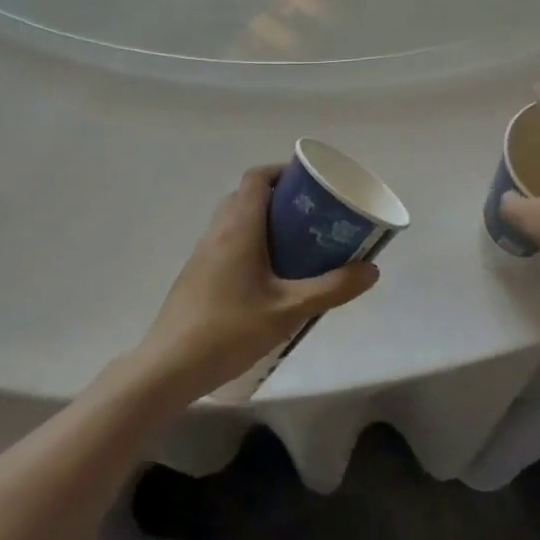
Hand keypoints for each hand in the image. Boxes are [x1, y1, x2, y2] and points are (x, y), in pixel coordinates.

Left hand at [136, 164, 379, 400]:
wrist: (168, 368)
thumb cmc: (229, 330)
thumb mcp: (289, 311)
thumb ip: (332, 289)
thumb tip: (371, 269)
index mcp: (239, 227)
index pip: (256, 178)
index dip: (282, 171)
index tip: (309, 184)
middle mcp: (217, 231)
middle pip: (246, 195)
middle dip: (278, 198)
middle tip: (309, 217)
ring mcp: (202, 254)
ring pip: (234, 220)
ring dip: (262, 222)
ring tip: (295, 246)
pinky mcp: (196, 276)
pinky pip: (226, 243)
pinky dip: (248, 244)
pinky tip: (267, 279)